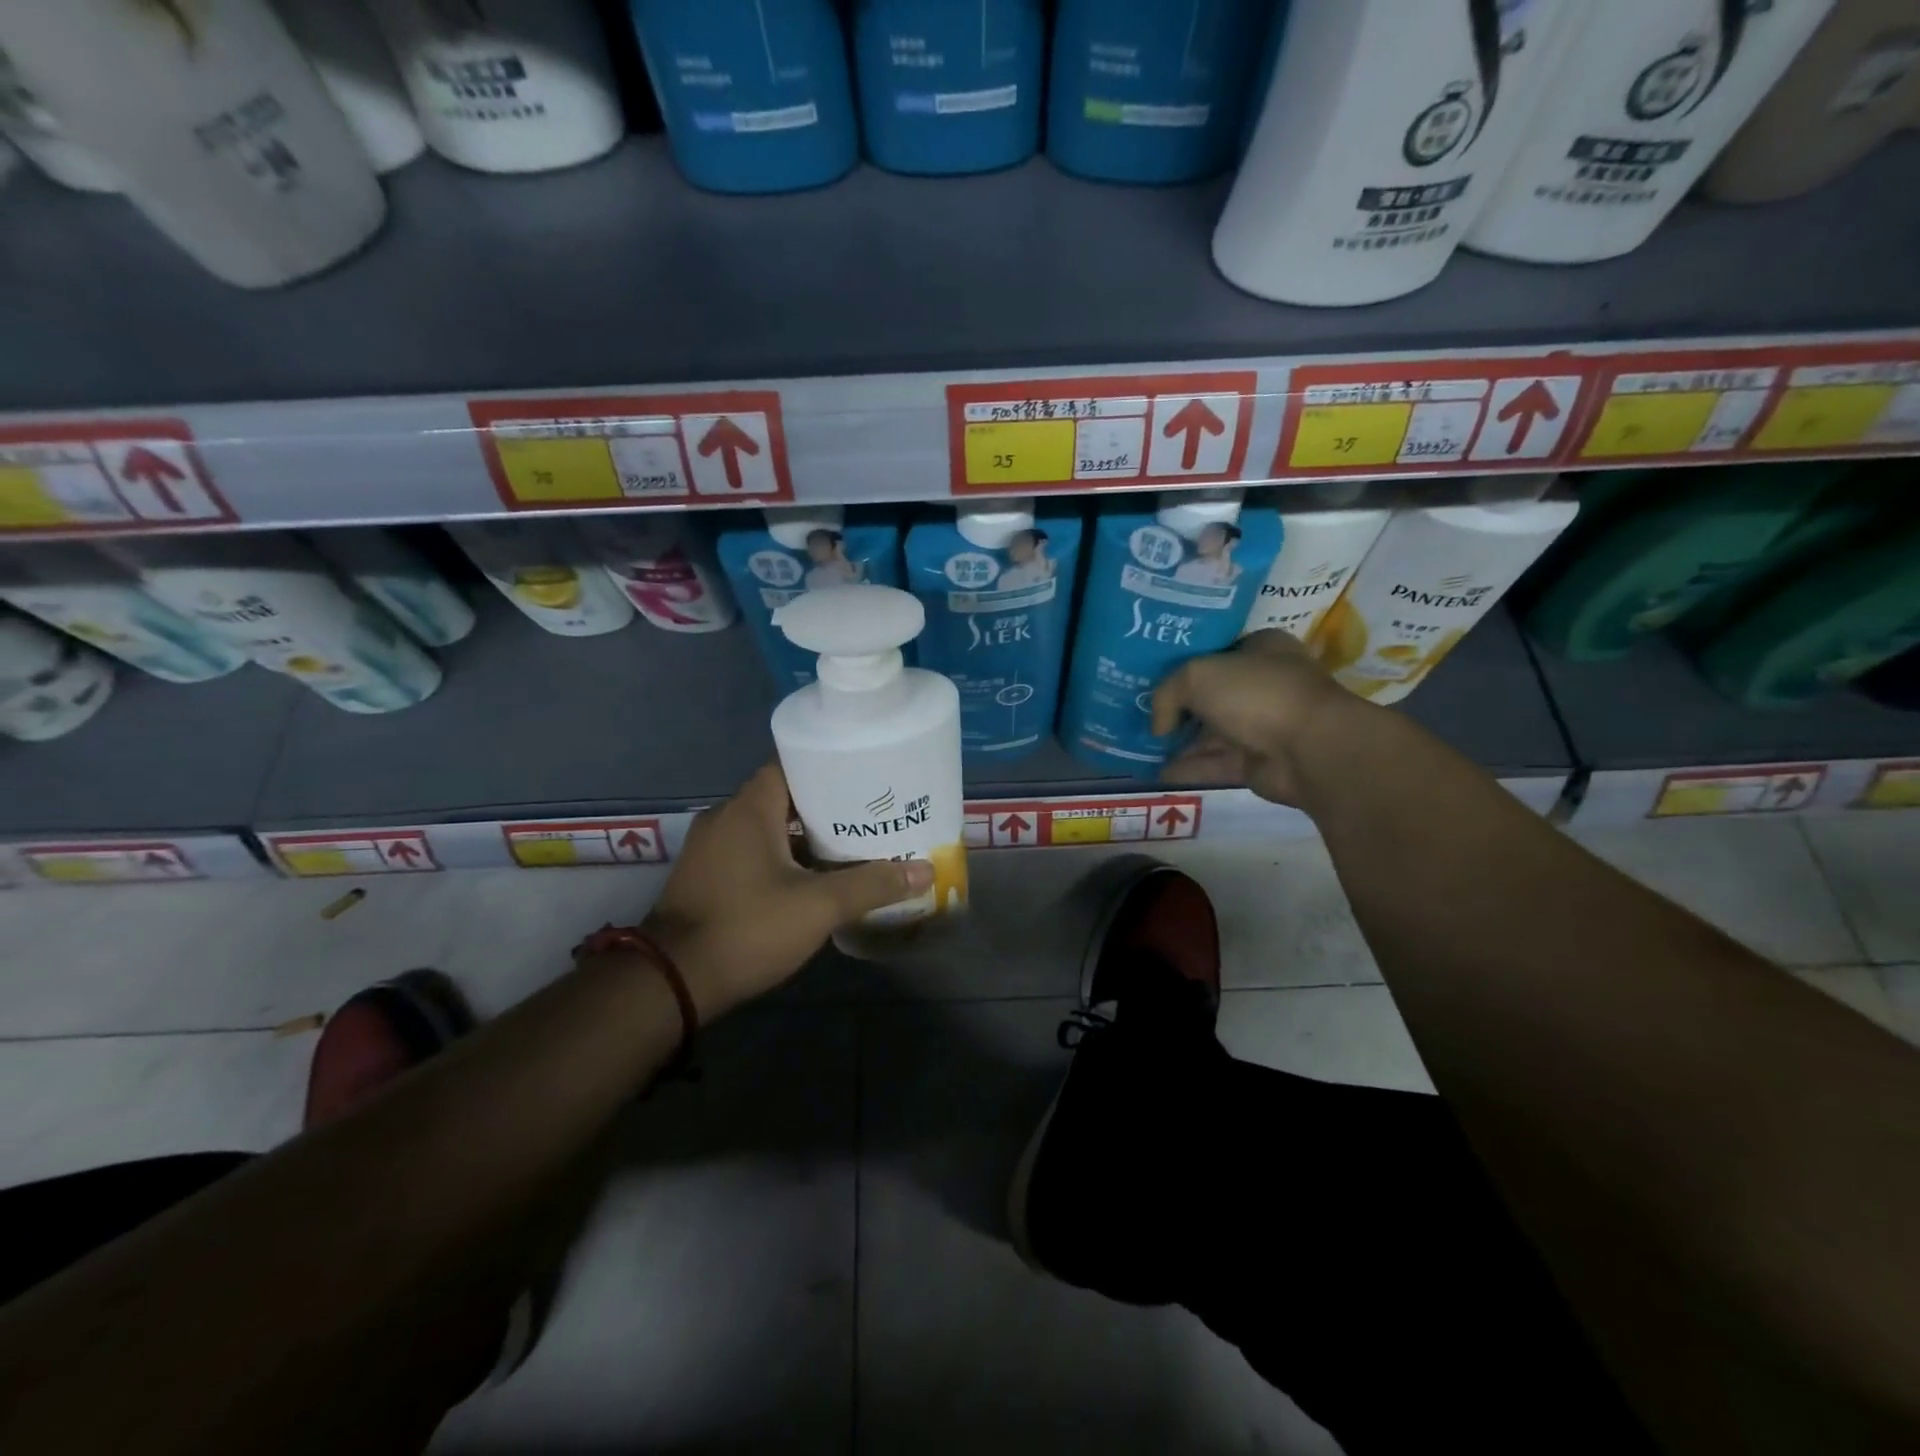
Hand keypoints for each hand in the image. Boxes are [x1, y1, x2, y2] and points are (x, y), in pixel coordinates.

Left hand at [641, 763, 933, 1017]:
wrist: (672, 981)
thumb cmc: (747, 927)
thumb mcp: (818, 906)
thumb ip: (871, 885)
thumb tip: (924, 871)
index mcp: (749, 808)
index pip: (791, 765)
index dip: (828, 768)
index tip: (864, 778)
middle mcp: (725, 817)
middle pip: (782, 797)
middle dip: (824, 805)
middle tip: (867, 815)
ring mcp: (710, 848)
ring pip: (766, 828)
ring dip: (802, 835)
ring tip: (848, 844)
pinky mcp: (705, 876)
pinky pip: (750, 851)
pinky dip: (780, 856)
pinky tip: (810, 877)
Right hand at [1152, 629, 1362, 805]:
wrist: (1309, 749)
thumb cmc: (1256, 694)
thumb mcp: (1197, 676)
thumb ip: (1166, 693)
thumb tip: (1159, 727)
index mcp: (1261, 648)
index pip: (1216, 650)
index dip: (1182, 661)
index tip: (1149, 673)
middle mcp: (1263, 683)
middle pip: (1209, 693)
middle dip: (1176, 705)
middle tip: (1138, 711)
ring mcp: (1262, 724)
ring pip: (1210, 731)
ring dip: (1177, 740)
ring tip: (1138, 745)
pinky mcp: (1257, 761)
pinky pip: (1214, 762)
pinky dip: (1186, 767)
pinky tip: (1154, 772)